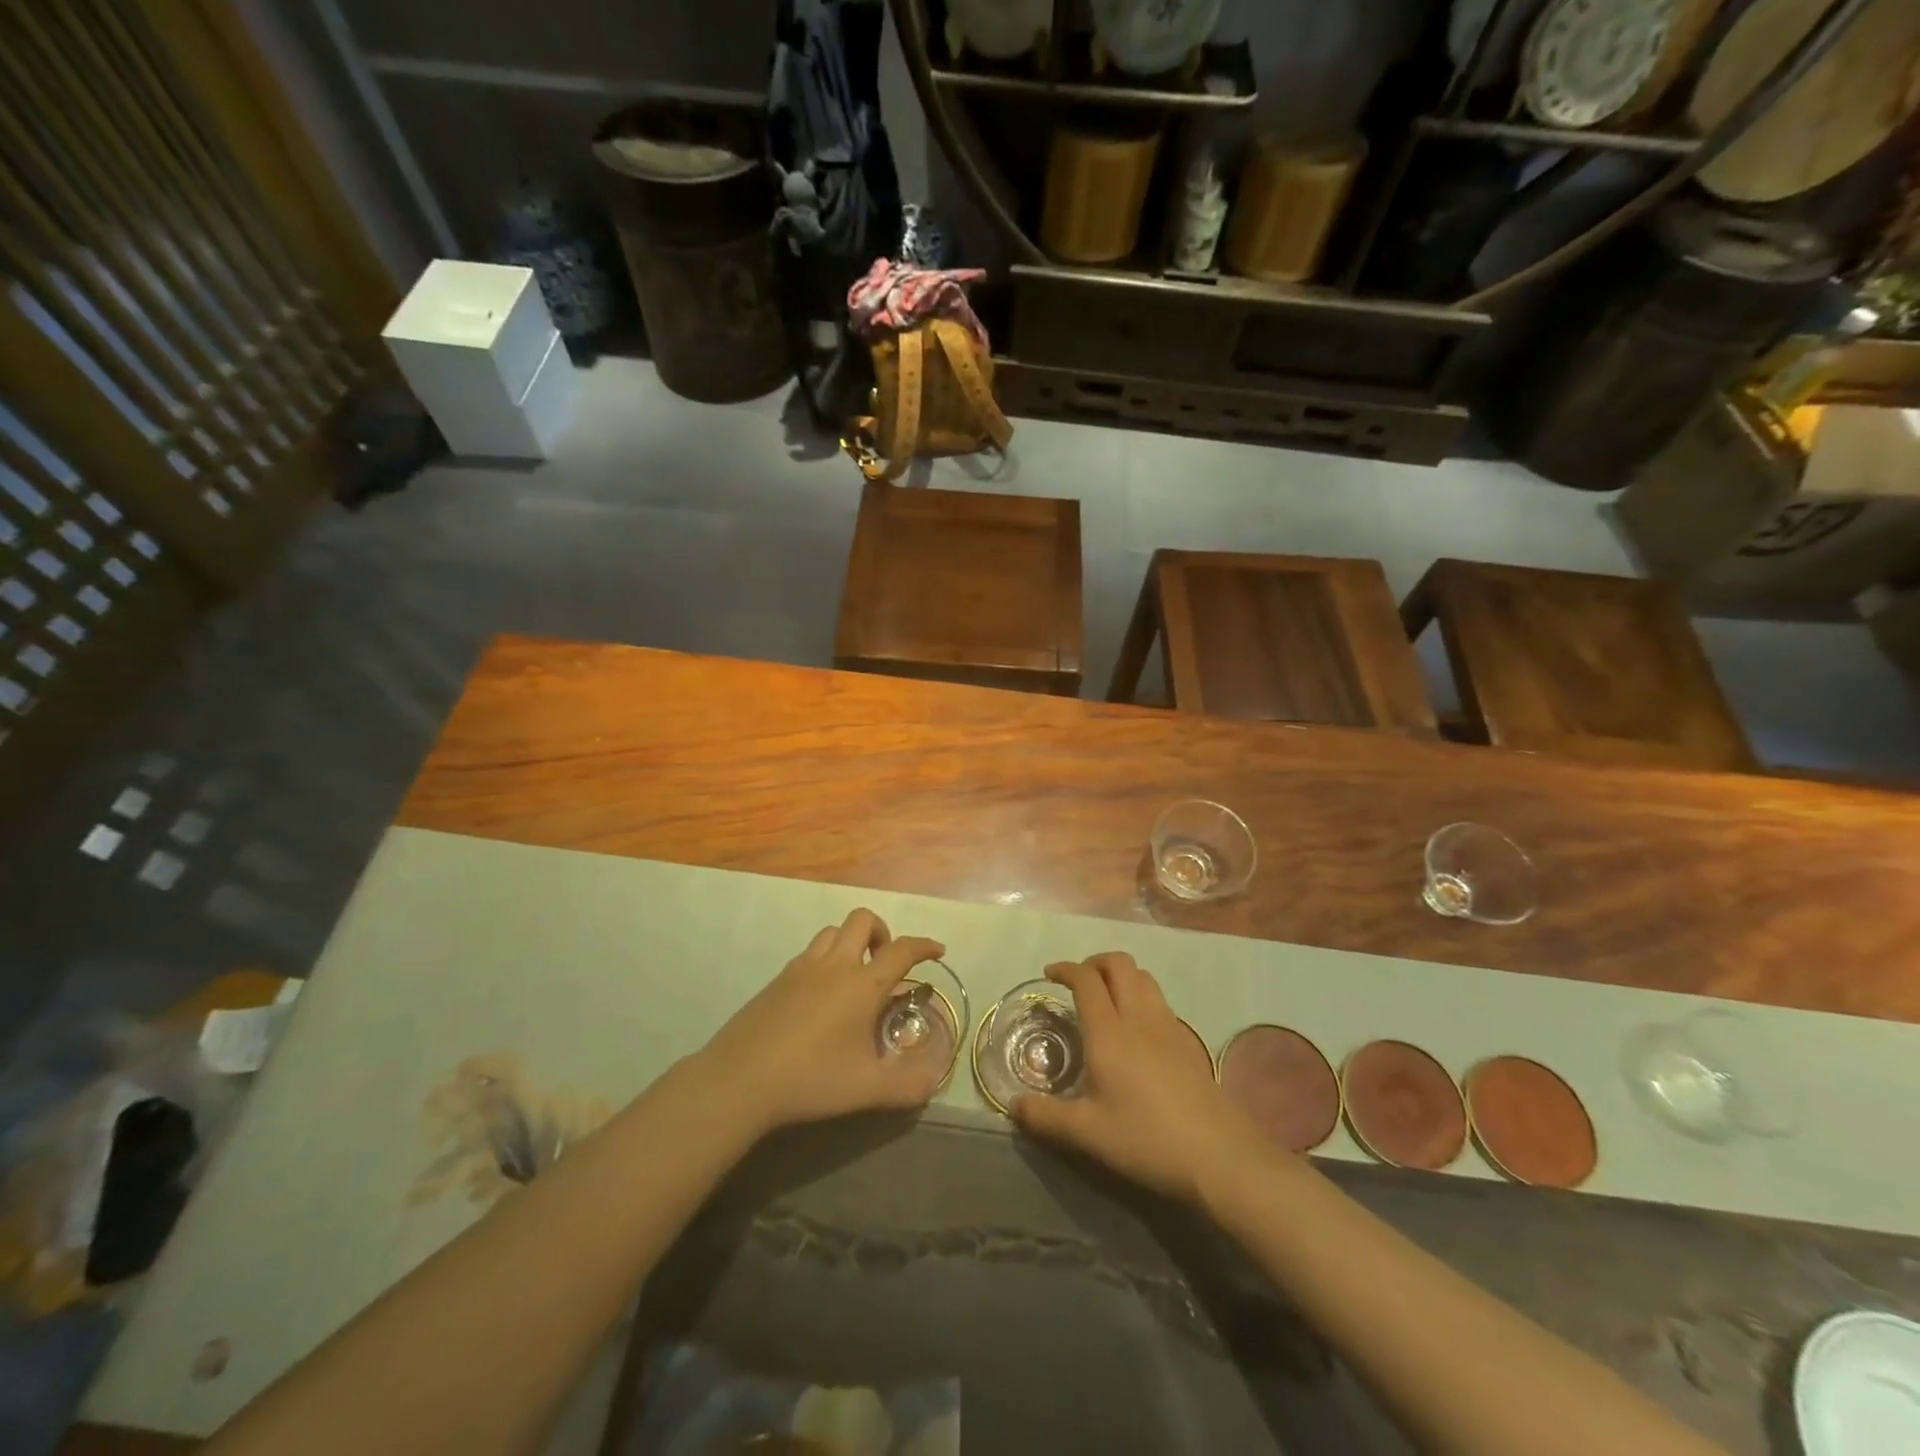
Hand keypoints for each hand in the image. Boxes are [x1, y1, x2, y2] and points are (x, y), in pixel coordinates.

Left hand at [699, 909, 948, 1134]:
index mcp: (862, 985)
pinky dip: (825, 959)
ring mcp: (801, 968)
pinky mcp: (777, 979)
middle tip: (886, 963)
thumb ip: (907, 1086)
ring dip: (851, 942)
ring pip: (833, 931)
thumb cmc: (811, 1079)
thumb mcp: (867, 1090)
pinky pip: (809, 953)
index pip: (902, 950)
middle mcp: (834, 965)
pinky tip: (821, 995)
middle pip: (862, 920)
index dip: (924, 946)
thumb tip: (934, 1080)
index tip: (937, 951)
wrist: (740, 1079)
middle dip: (882, 932)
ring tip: (855, 975)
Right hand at [1011, 953, 1264, 1204]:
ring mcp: (1168, 1026)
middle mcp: (1138, 1017)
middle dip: (1095, 962)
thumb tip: (1012, 1107)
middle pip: (1119, 964)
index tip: (1049, 974)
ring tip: (1106, 998)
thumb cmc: (1145, 1139)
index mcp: (1108, 1031)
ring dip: (1121, 975)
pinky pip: (1160, 1000)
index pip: (1086, 980)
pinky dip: (1141, 996)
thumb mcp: (1086, 1134)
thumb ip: (1045, 1117)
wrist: (1217, 1156)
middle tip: (1078, 982)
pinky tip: (1136, 1029)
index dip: (1065, 969)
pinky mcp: (1188, 1041)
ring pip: (1143, 977)